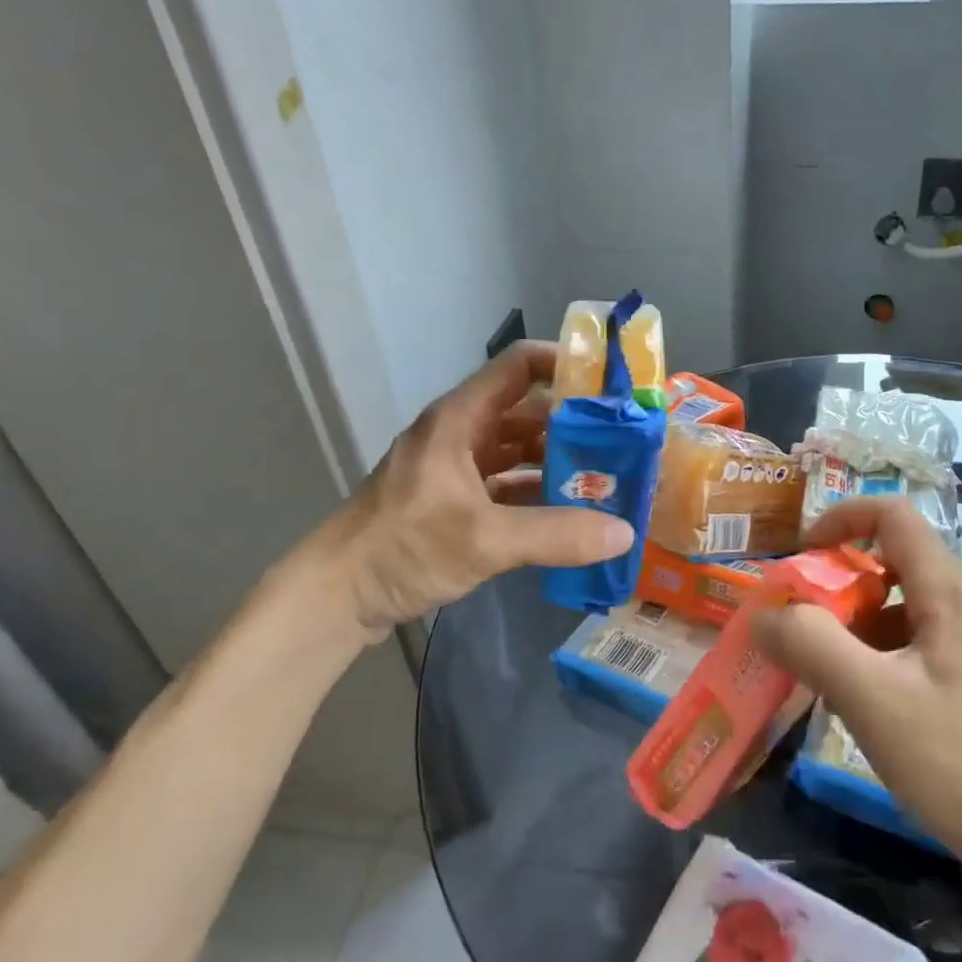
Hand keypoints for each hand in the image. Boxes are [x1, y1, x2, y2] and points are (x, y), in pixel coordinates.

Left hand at [270, 342, 633, 660]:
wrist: (337, 596)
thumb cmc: (402, 548)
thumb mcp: (483, 539)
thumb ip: (556, 535)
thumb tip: (624, 533)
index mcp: (460, 419)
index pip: (519, 366)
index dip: (565, 365)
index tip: (612, 385)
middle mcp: (461, 434)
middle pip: (527, 410)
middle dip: (575, 423)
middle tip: (625, 440)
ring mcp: (458, 469)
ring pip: (520, 450)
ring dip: (560, 461)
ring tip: (608, 477)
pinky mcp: (457, 501)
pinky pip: (509, 484)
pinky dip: (539, 493)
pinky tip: (572, 513)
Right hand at [751, 497, 961, 877]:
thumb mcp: (872, 701)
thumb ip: (811, 646)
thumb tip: (763, 614)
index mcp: (948, 592)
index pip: (891, 514)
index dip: (840, 520)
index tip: (800, 557)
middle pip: (893, 562)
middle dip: (839, 585)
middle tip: (802, 628)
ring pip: (904, 607)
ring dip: (858, 626)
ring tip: (827, 675)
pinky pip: (920, 644)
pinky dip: (882, 655)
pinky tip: (869, 706)